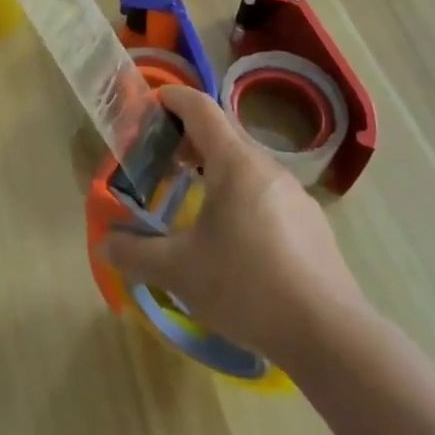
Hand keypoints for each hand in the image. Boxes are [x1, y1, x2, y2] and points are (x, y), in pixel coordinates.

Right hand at [99, 86, 365, 366]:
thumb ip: (136, 254)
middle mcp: (267, 167)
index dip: (171, 99)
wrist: (330, 335)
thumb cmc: (246, 285)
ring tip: (194, 201)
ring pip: (247, 166)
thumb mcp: (179, 271)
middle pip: (223, 134)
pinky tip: (235, 240)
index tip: (149, 107)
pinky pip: (268, 194)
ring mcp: (296, 195)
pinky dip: (242, 197)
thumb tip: (104, 244)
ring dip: (216, 170)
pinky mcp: (313, 226)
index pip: (200, 107)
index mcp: (234, 162)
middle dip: (188, 140)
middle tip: (161, 163)